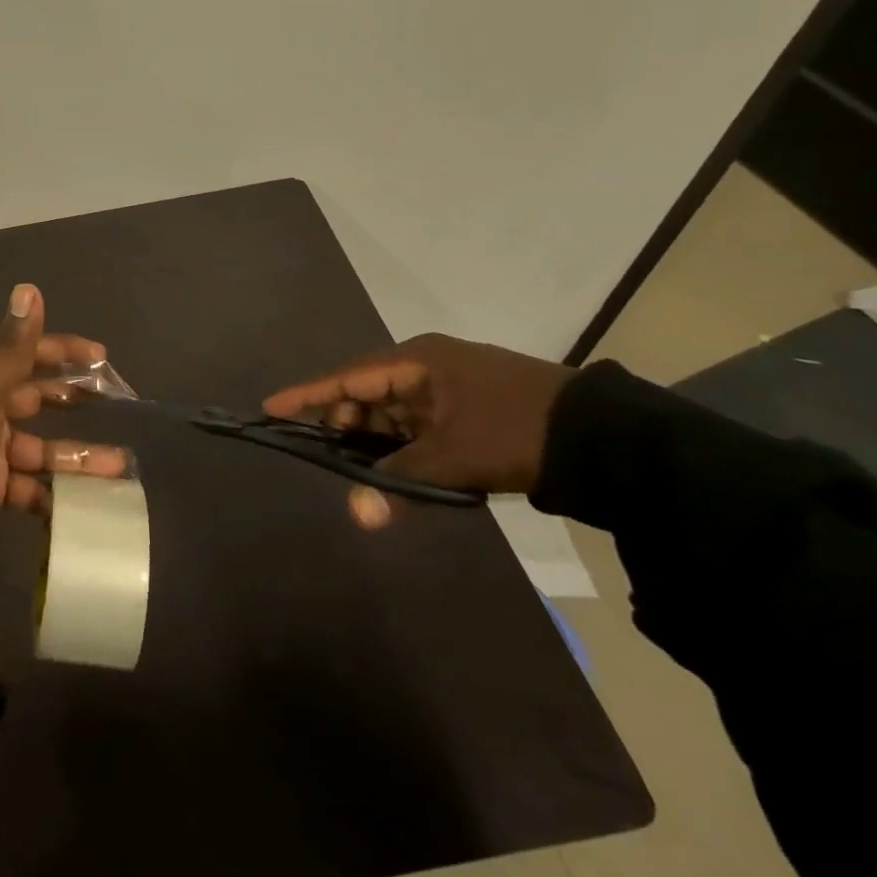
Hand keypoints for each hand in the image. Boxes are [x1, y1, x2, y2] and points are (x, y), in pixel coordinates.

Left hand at [0, 284, 127, 551]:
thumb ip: (12, 346)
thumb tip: (29, 288)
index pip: (24, 354)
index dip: (62, 351)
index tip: (100, 357)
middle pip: (35, 396)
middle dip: (72, 398)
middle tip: (112, 400)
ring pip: (41, 447)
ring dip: (77, 455)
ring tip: (118, 464)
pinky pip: (33, 486)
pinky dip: (57, 493)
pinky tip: (88, 500)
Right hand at [262, 334, 572, 520]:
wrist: (606, 438)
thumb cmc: (516, 432)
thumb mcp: (454, 457)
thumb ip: (399, 481)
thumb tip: (358, 515)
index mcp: (417, 361)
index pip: (348, 378)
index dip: (307, 394)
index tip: (270, 407)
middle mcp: (426, 366)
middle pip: (367, 394)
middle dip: (345, 426)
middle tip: (331, 459)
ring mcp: (448, 386)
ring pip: (393, 412)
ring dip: (377, 441)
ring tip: (364, 474)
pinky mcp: (467, 407)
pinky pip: (417, 423)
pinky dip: (404, 446)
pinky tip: (398, 471)